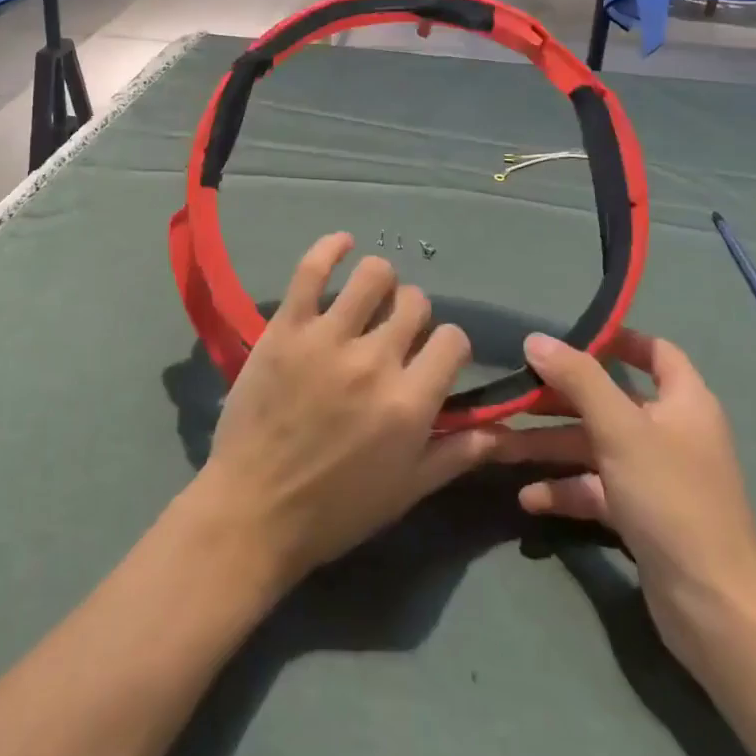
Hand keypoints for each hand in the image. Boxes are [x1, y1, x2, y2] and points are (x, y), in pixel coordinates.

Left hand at [184, 233, 501, 590]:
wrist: (254, 511)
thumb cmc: (334, 511)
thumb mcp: (406, 492)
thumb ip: (455, 455)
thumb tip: (500, 429)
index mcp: (410, 403)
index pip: (453, 340)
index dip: (447, 345)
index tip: (429, 356)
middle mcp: (375, 361)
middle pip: (414, 303)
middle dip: (412, 314)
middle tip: (392, 331)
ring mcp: (328, 338)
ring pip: (373, 275)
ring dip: (378, 280)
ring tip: (368, 295)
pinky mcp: (287, 326)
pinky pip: (312, 269)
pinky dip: (330, 248)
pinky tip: (341, 243)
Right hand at [487, 330, 755, 673]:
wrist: (714, 608)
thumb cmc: (671, 499)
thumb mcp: (619, 428)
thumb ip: (577, 378)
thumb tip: (535, 339)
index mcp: (683, 402)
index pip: (655, 352)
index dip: (617, 339)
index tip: (568, 338)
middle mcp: (670, 432)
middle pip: (607, 399)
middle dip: (557, 397)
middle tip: (512, 393)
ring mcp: (654, 476)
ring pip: (592, 444)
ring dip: (548, 444)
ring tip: (498, 445)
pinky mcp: (640, 515)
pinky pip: (594, 487)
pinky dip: (563, 488)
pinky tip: (527, 497)